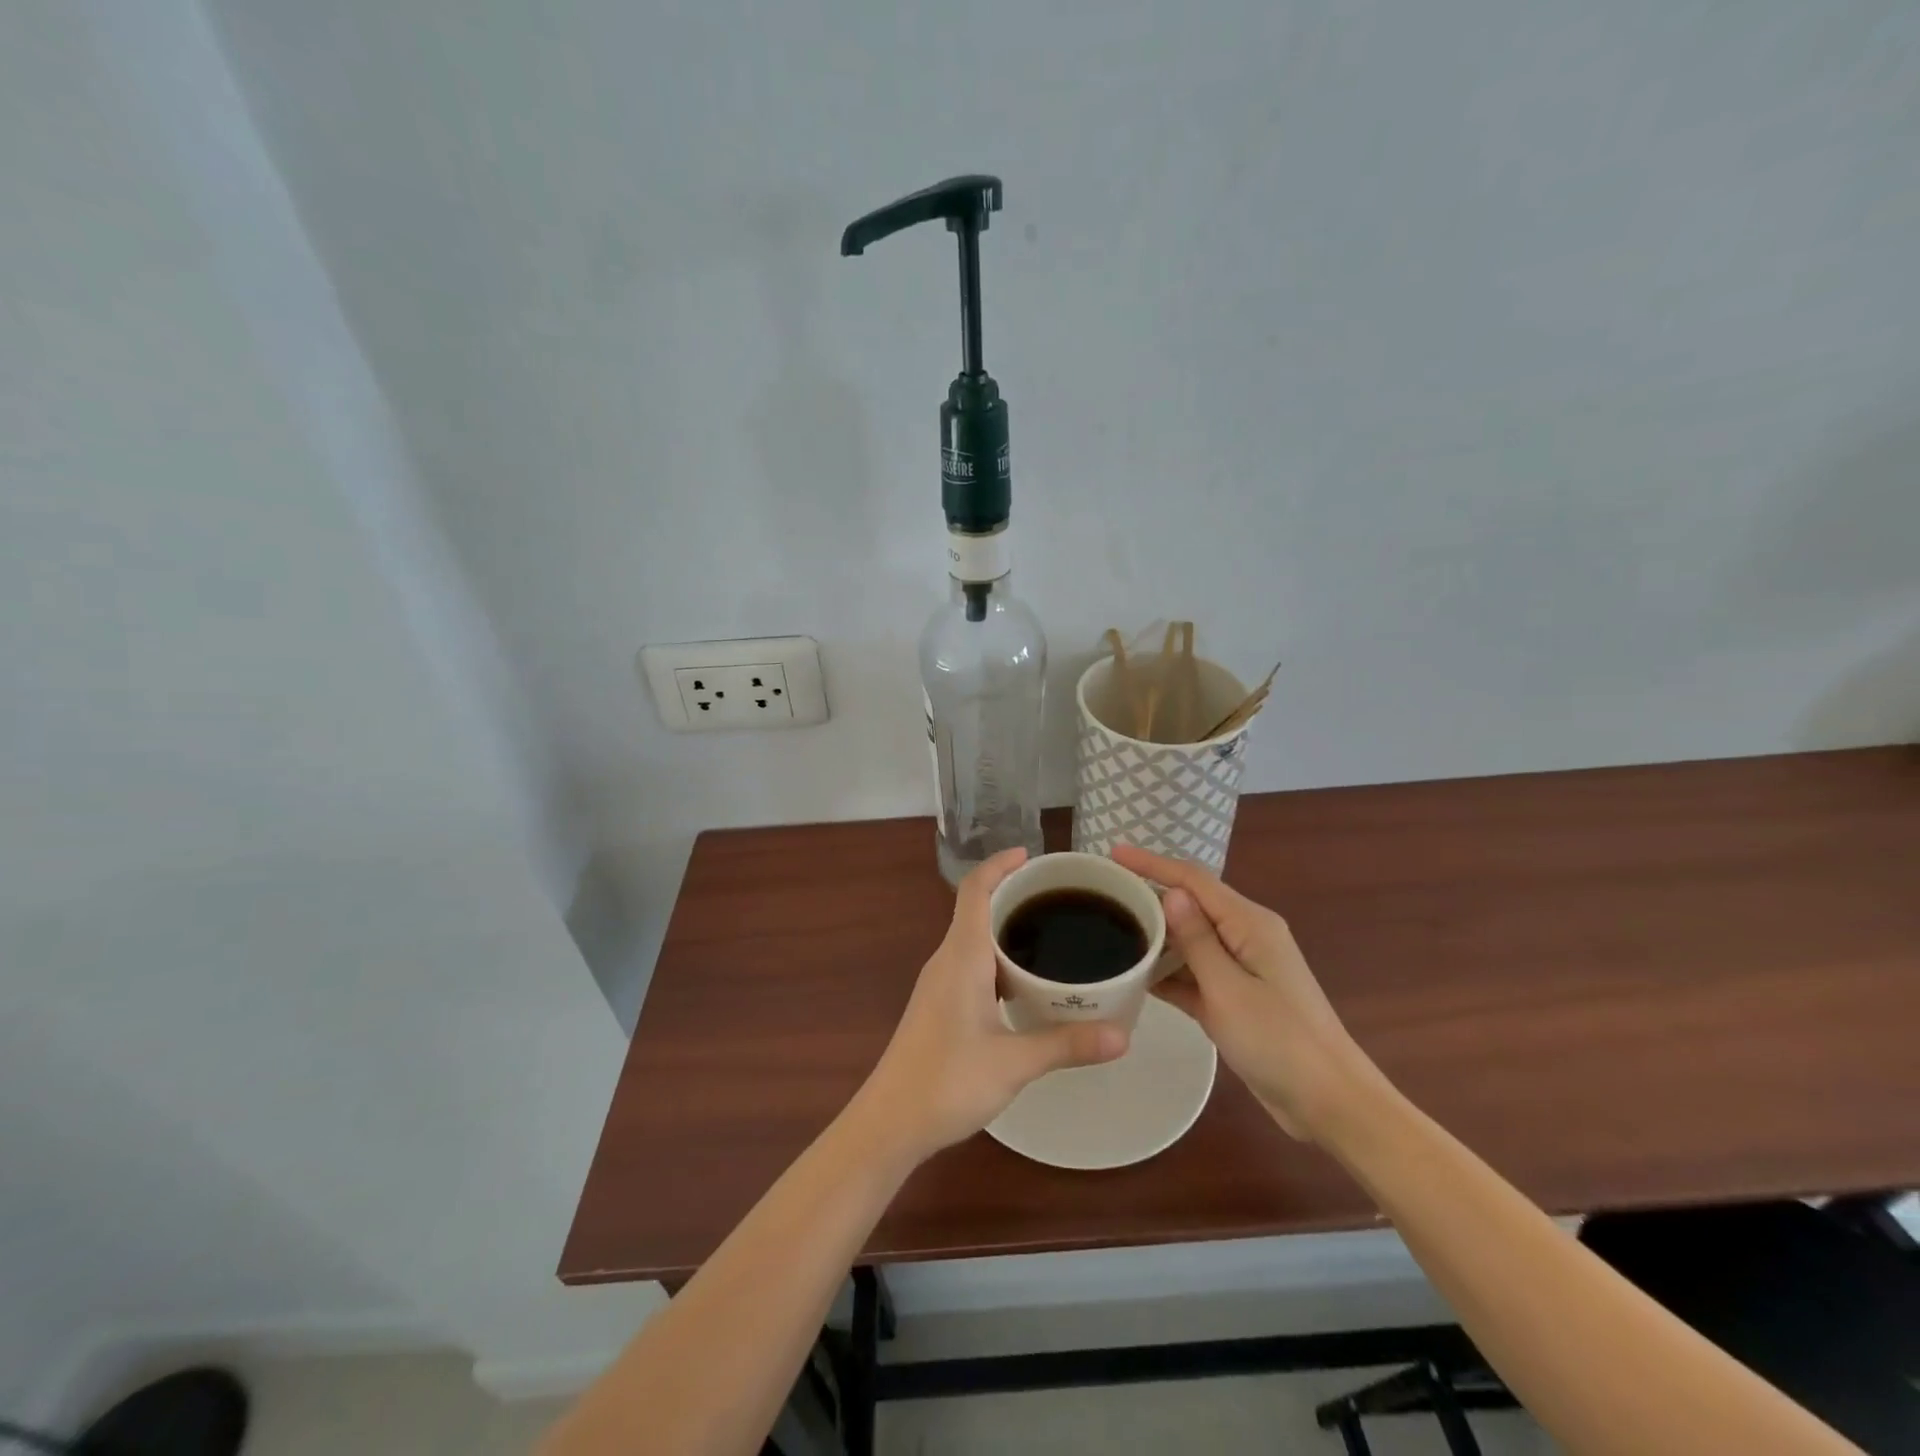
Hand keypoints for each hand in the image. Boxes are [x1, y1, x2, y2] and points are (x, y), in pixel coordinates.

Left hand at [854, 849, 1129, 1161]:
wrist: (890, 1122)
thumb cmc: (946, 1081)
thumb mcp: (1014, 1063)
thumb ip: (1066, 1044)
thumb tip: (1123, 1036)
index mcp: (961, 957)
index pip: (975, 890)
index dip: (999, 864)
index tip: (1031, 856)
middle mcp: (947, 960)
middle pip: (977, 909)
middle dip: (1014, 895)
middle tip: (1060, 898)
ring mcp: (940, 983)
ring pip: (975, 939)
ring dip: (1007, 929)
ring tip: (1053, 935)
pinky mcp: (940, 1005)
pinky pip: (972, 964)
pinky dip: (1000, 959)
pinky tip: (1028, 983)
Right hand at [1112, 845, 1378, 1141]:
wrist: (1329, 1103)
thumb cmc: (1280, 1042)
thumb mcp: (1229, 990)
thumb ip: (1198, 941)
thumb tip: (1171, 894)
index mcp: (1249, 924)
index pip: (1193, 880)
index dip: (1151, 863)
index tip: (1113, 853)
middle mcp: (1245, 936)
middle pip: (1190, 905)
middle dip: (1149, 894)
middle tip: (1103, 894)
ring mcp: (1240, 968)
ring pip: (1188, 940)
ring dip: (1154, 935)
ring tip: (1108, 930)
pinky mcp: (1233, 998)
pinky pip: (1193, 973)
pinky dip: (1167, 971)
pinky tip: (1133, 975)